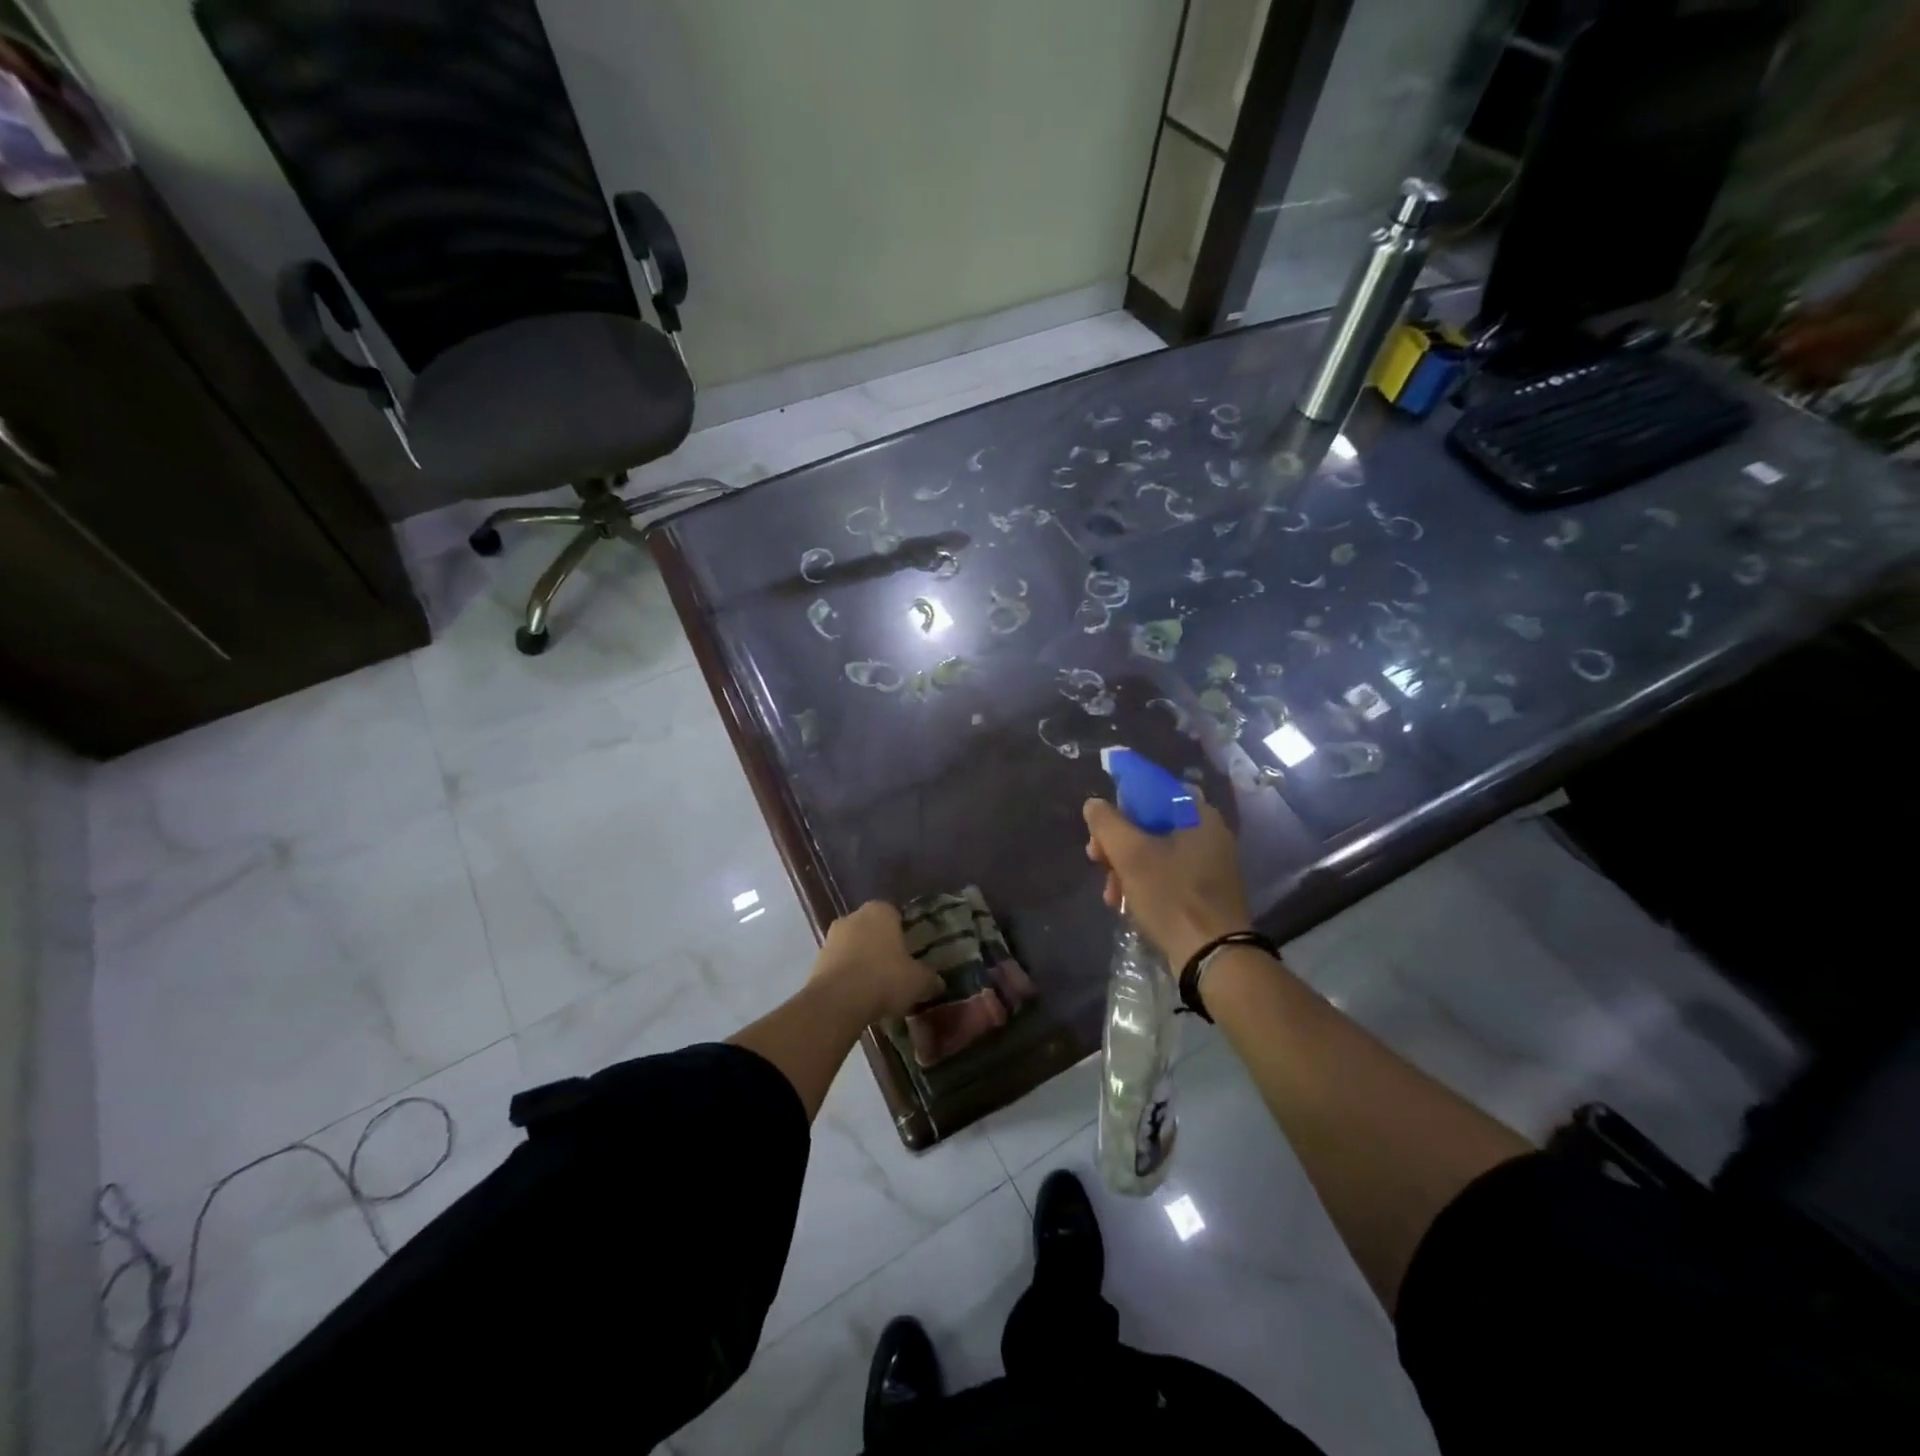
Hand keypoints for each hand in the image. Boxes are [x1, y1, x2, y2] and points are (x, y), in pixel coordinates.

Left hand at [811, 901, 942, 1021]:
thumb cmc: (884, 978)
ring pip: (853, 947)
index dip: (904, 933)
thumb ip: (930, 978)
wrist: (838, 1001)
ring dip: (862, 961)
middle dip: (882, 946)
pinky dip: (848, 976)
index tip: (911, 953)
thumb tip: (938, 983)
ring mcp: (831, 938)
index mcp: (880, 911)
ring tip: (877, 987)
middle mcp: (853, 917)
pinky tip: (858, 996)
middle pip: (872, 929)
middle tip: (896, 970)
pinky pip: (839, 965)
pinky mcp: (816, 961)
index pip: (895, 915)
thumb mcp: (918, 981)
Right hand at [1084, 795, 1250, 967]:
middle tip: (1096, 860)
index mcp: (1198, 815)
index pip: (1152, 791)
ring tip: (1109, 894)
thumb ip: (1107, 823)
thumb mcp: (1130, 854)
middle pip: (1150, 824)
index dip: (1120, 804)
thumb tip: (1094, 804)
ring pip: (1155, 853)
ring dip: (1125, 868)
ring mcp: (1209, 864)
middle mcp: (1208, 834)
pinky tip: (1124, 904)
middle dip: (1117, 844)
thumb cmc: (1171, 896)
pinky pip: (1166, 875)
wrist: (1211, 955)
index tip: (1100, 827)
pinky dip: (1143, 884)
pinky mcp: (1205, 892)